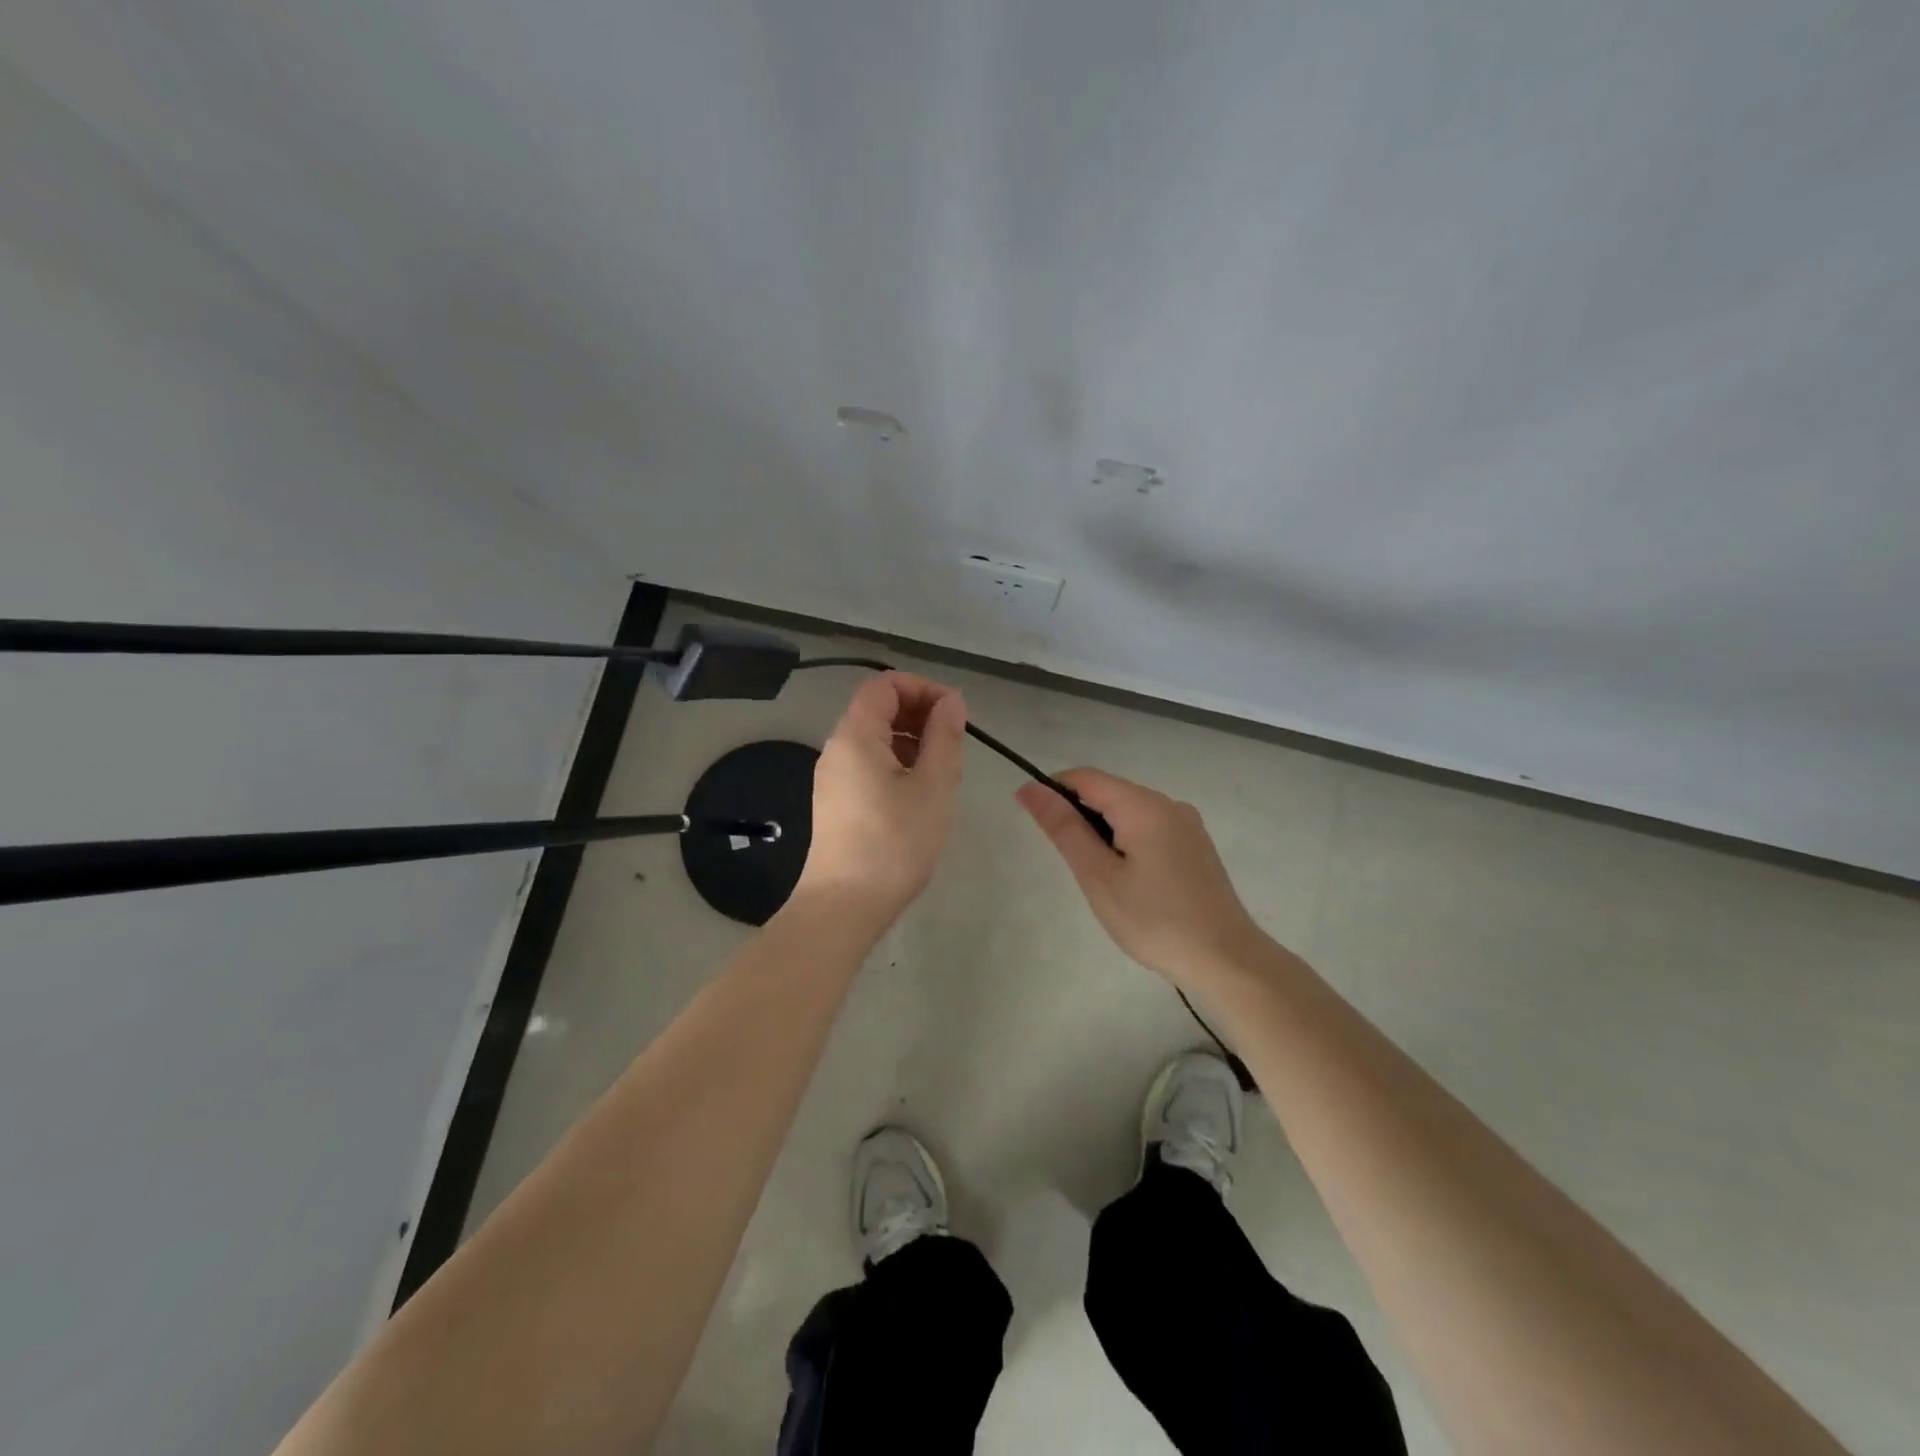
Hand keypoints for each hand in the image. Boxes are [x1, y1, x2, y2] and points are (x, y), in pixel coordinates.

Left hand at [796, 672, 965, 924]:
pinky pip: (869, 766)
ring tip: (941, 775)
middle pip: (878, 709)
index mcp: (856, 736)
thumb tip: (951, 702)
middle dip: (920, 715)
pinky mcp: (836, 804)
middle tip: (954, 746)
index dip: (924, 688)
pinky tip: (919, 798)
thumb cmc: (894, 843)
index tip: (955, 714)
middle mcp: (837, 749)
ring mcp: (833, 778)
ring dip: (912, 743)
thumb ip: (944, 737)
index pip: (885, 684)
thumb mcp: (932, 786)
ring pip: (876, 740)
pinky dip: (898, 766)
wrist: (843, 906)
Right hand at [1016, 768, 1263, 985]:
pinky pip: (1150, 829)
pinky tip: (1129, 881)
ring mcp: (1187, 825)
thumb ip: (1064, 828)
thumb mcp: (1098, 876)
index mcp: (1143, 805)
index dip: (1053, 789)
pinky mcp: (1196, 846)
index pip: (1086, 777)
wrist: (1226, 960)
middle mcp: (1168, 804)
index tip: (1033, 819)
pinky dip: (1127, 842)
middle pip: (1109, 792)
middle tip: (1072, 865)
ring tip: (1100, 879)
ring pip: (1130, 812)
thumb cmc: (1154, 920)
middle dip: (1079, 816)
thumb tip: (1030, 789)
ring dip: (1103, 832)